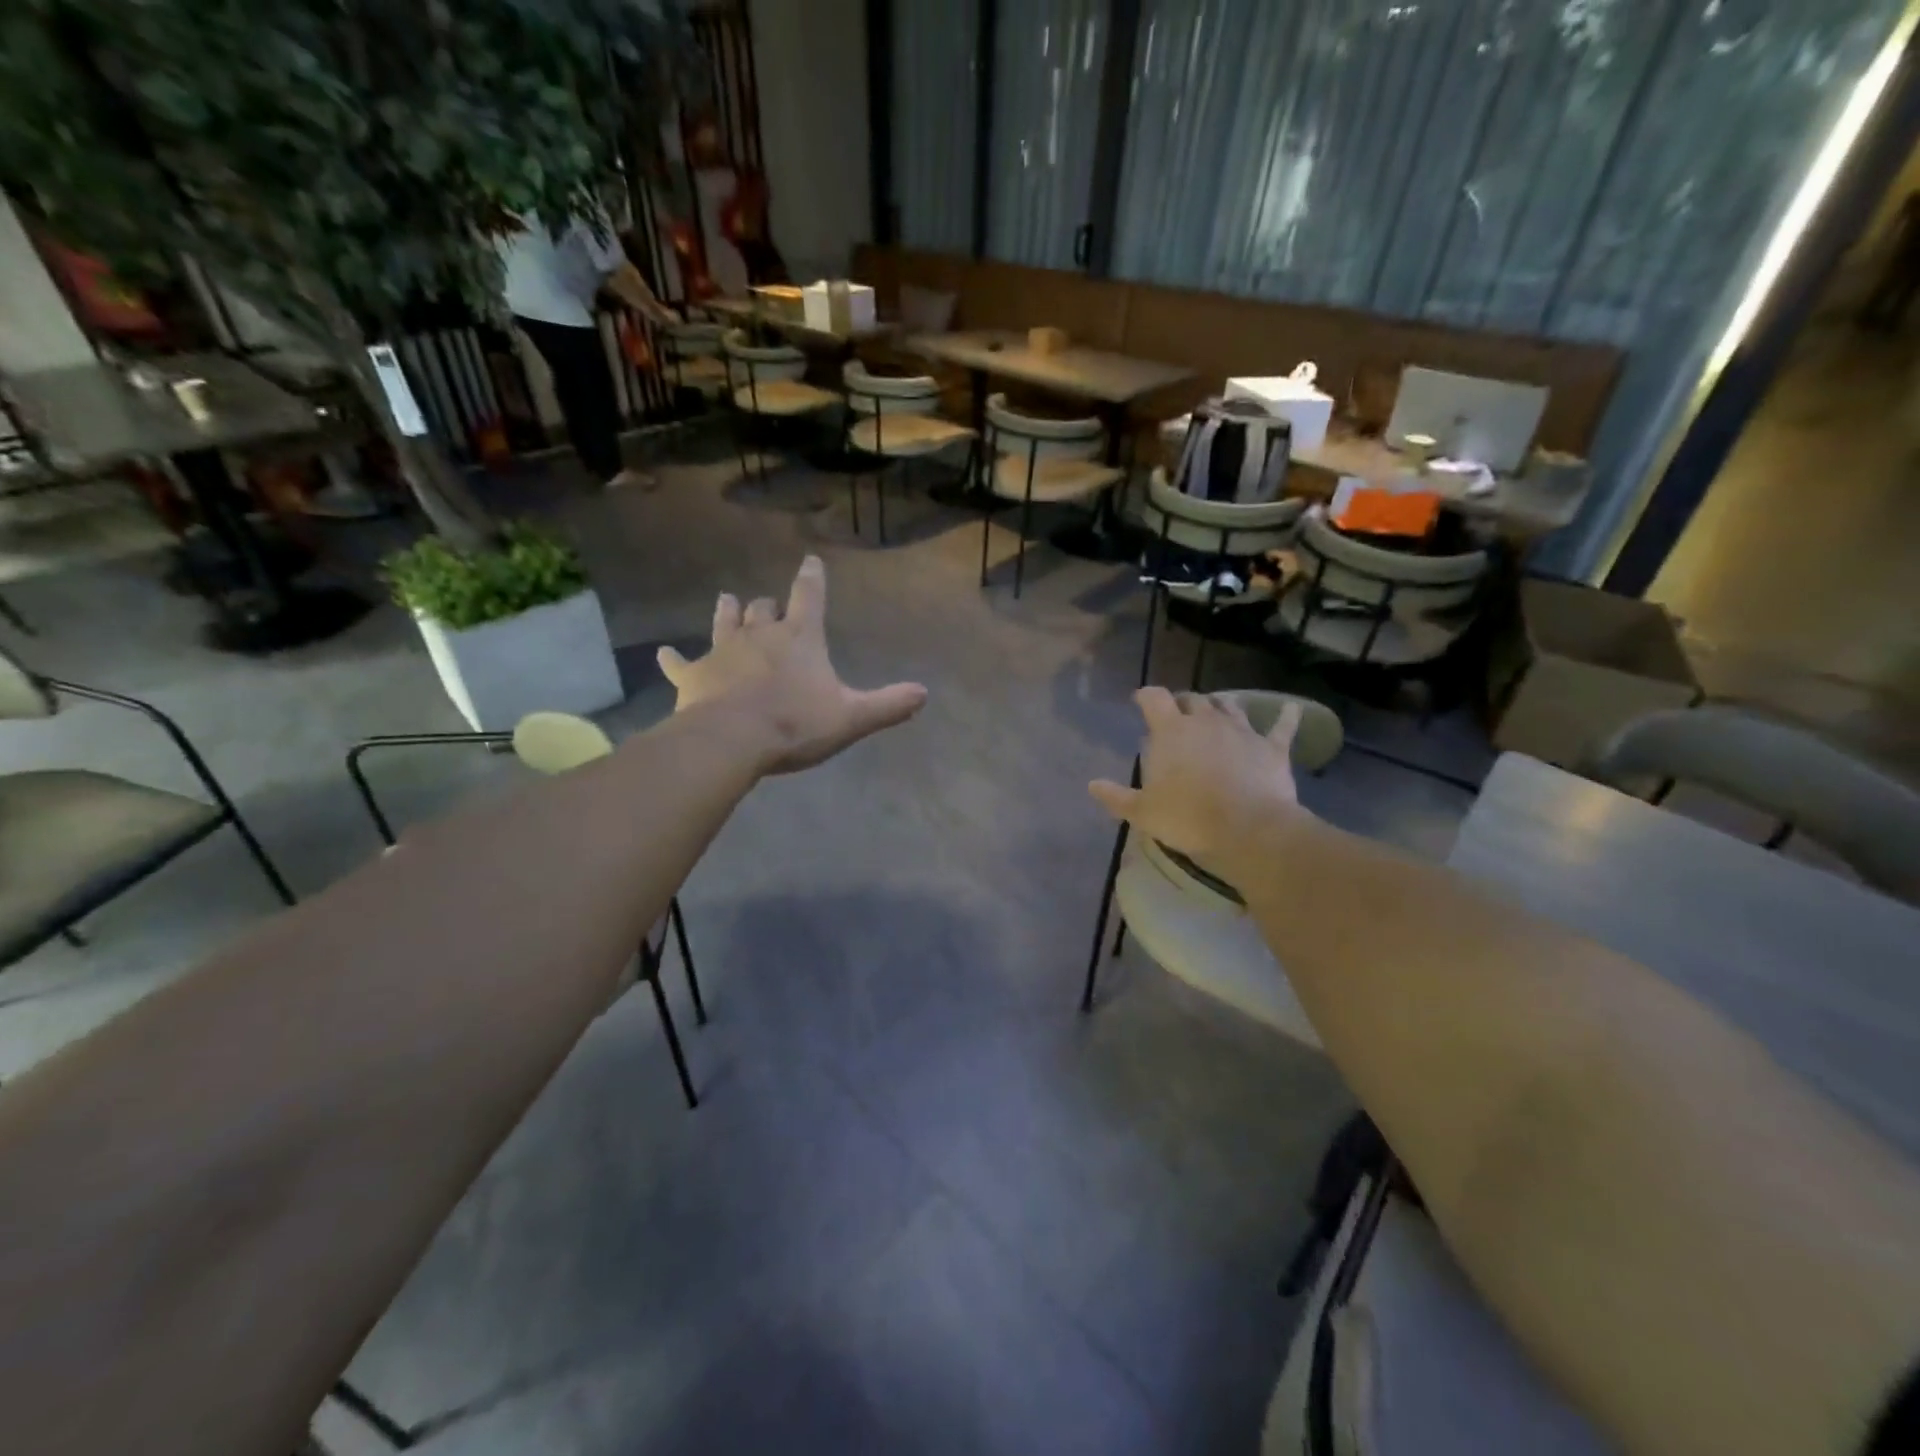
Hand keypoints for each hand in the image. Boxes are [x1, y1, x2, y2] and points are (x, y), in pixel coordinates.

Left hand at [657, 556, 927, 774]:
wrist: (733, 740)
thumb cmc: (796, 724)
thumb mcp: (852, 717)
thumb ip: (888, 704)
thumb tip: (924, 693)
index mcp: (800, 638)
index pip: (810, 596)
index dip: (812, 577)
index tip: (810, 560)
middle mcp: (760, 635)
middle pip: (763, 608)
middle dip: (768, 604)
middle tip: (768, 604)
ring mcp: (723, 652)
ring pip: (724, 622)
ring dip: (728, 613)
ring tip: (728, 600)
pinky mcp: (693, 676)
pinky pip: (680, 663)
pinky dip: (674, 659)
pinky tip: (665, 654)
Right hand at [1089, 688, 1309, 872]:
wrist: (1248, 830)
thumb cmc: (1187, 818)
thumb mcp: (1142, 812)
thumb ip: (1117, 796)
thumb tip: (1092, 785)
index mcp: (1171, 731)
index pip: (1154, 698)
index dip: (1146, 696)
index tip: (1140, 700)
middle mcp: (1206, 721)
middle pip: (1192, 699)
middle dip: (1182, 703)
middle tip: (1176, 714)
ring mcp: (1242, 732)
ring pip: (1230, 706)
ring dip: (1220, 706)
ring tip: (1216, 710)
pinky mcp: (1272, 748)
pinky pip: (1282, 727)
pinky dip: (1287, 717)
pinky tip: (1292, 709)